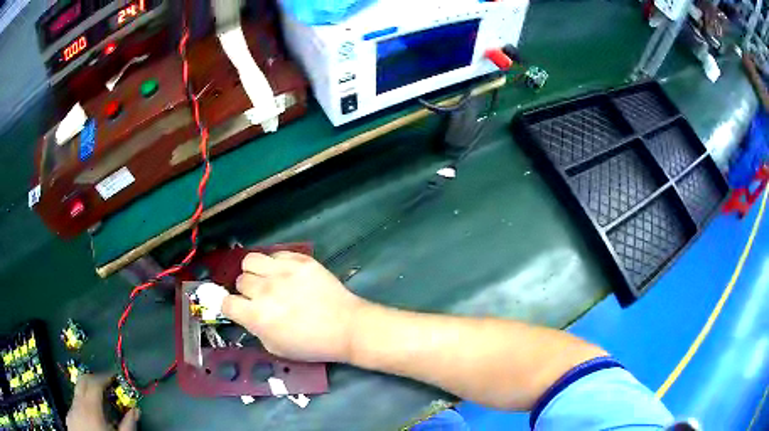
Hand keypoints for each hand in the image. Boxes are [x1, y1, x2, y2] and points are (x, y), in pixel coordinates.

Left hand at [66, 375, 139, 430]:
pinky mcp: (68, 418)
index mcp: (90, 408)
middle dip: (93, 379)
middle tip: (105, 383)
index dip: (104, 376)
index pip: (94, 382)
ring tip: (99, 408)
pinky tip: (89, 421)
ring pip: (77, 396)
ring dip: (87, 396)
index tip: (113, 376)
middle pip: (82, 381)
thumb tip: (135, 410)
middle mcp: (77, 404)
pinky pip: (74, 408)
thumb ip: (128, 425)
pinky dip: (82, 409)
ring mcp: (71, 411)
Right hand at [222, 252, 368, 362]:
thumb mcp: (276, 348)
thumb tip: (247, 315)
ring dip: (255, 271)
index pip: (226, 302)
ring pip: (251, 260)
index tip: (239, 309)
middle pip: (240, 280)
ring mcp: (283, 272)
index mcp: (257, 316)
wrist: (347, 327)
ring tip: (268, 280)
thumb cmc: (312, 344)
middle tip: (262, 298)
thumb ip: (256, 329)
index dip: (231, 307)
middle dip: (247, 291)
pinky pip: (276, 254)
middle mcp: (265, 290)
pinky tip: (287, 274)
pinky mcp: (300, 260)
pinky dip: (276, 263)